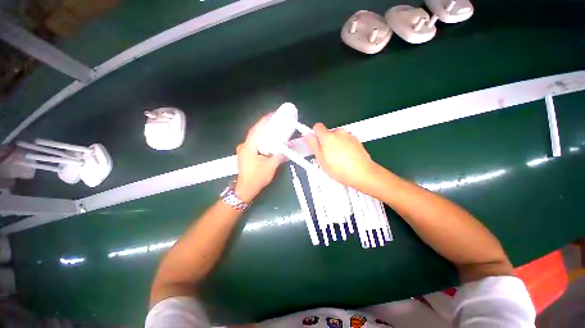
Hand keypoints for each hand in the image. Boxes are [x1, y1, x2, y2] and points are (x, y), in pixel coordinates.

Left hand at [234, 114, 282, 202]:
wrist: (245, 189)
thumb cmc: (257, 178)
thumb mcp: (271, 166)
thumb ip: (278, 155)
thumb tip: (285, 148)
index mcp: (249, 147)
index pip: (256, 129)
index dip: (264, 121)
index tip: (272, 115)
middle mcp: (244, 146)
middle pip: (254, 132)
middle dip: (264, 125)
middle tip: (275, 122)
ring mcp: (243, 150)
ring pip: (254, 138)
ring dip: (263, 133)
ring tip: (273, 129)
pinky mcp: (245, 155)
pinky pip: (254, 143)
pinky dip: (261, 140)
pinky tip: (267, 141)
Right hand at [305, 123, 377, 188]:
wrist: (363, 173)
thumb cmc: (342, 170)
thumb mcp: (321, 160)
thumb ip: (313, 145)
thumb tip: (308, 136)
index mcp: (328, 137)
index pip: (317, 127)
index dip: (314, 134)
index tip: (313, 141)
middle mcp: (339, 133)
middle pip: (327, 133)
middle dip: (325, 142)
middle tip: (325, 155)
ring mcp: (349, 136)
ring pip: (337, 137)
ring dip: (334, 144)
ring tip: (336, 159)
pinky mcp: (356, 140)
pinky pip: (345, 140)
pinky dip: (343, 146)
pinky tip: (344, 158)